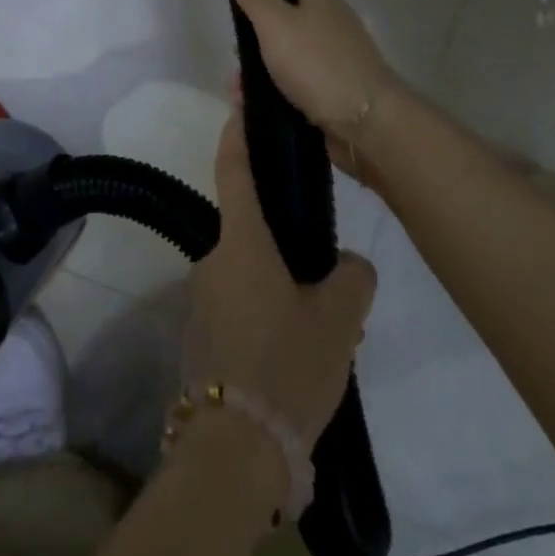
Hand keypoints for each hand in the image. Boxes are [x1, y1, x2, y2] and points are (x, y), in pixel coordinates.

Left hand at [186, 110, 377, 455]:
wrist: (234, 453)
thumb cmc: (286, 366)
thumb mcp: (338, 320)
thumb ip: (352, 278)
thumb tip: (348, 267)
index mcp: (240, 240)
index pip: (234, 167)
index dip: (238, 131)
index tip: (240, 102)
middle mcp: (212, 259)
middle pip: (250, 228)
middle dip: (285, 238)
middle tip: (329, 268)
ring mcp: (202, 299)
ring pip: (249, 272)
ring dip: (280, 283)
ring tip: (323, 323)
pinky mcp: (202, 335)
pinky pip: (241, 305)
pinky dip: (267, 312)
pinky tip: (296, 352)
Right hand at [230, 0, 406, 176]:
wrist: (366, 124)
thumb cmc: (320, 65)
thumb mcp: (278, 25)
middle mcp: (328, 18)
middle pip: (292, 0)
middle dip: (262, 4)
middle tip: (234, 9)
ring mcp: (331, 53)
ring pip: (286, 44)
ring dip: (259, 54)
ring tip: (234, 74)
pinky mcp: (329, 86)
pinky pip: (290, 77)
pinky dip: (268, 83)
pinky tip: (248, 99)